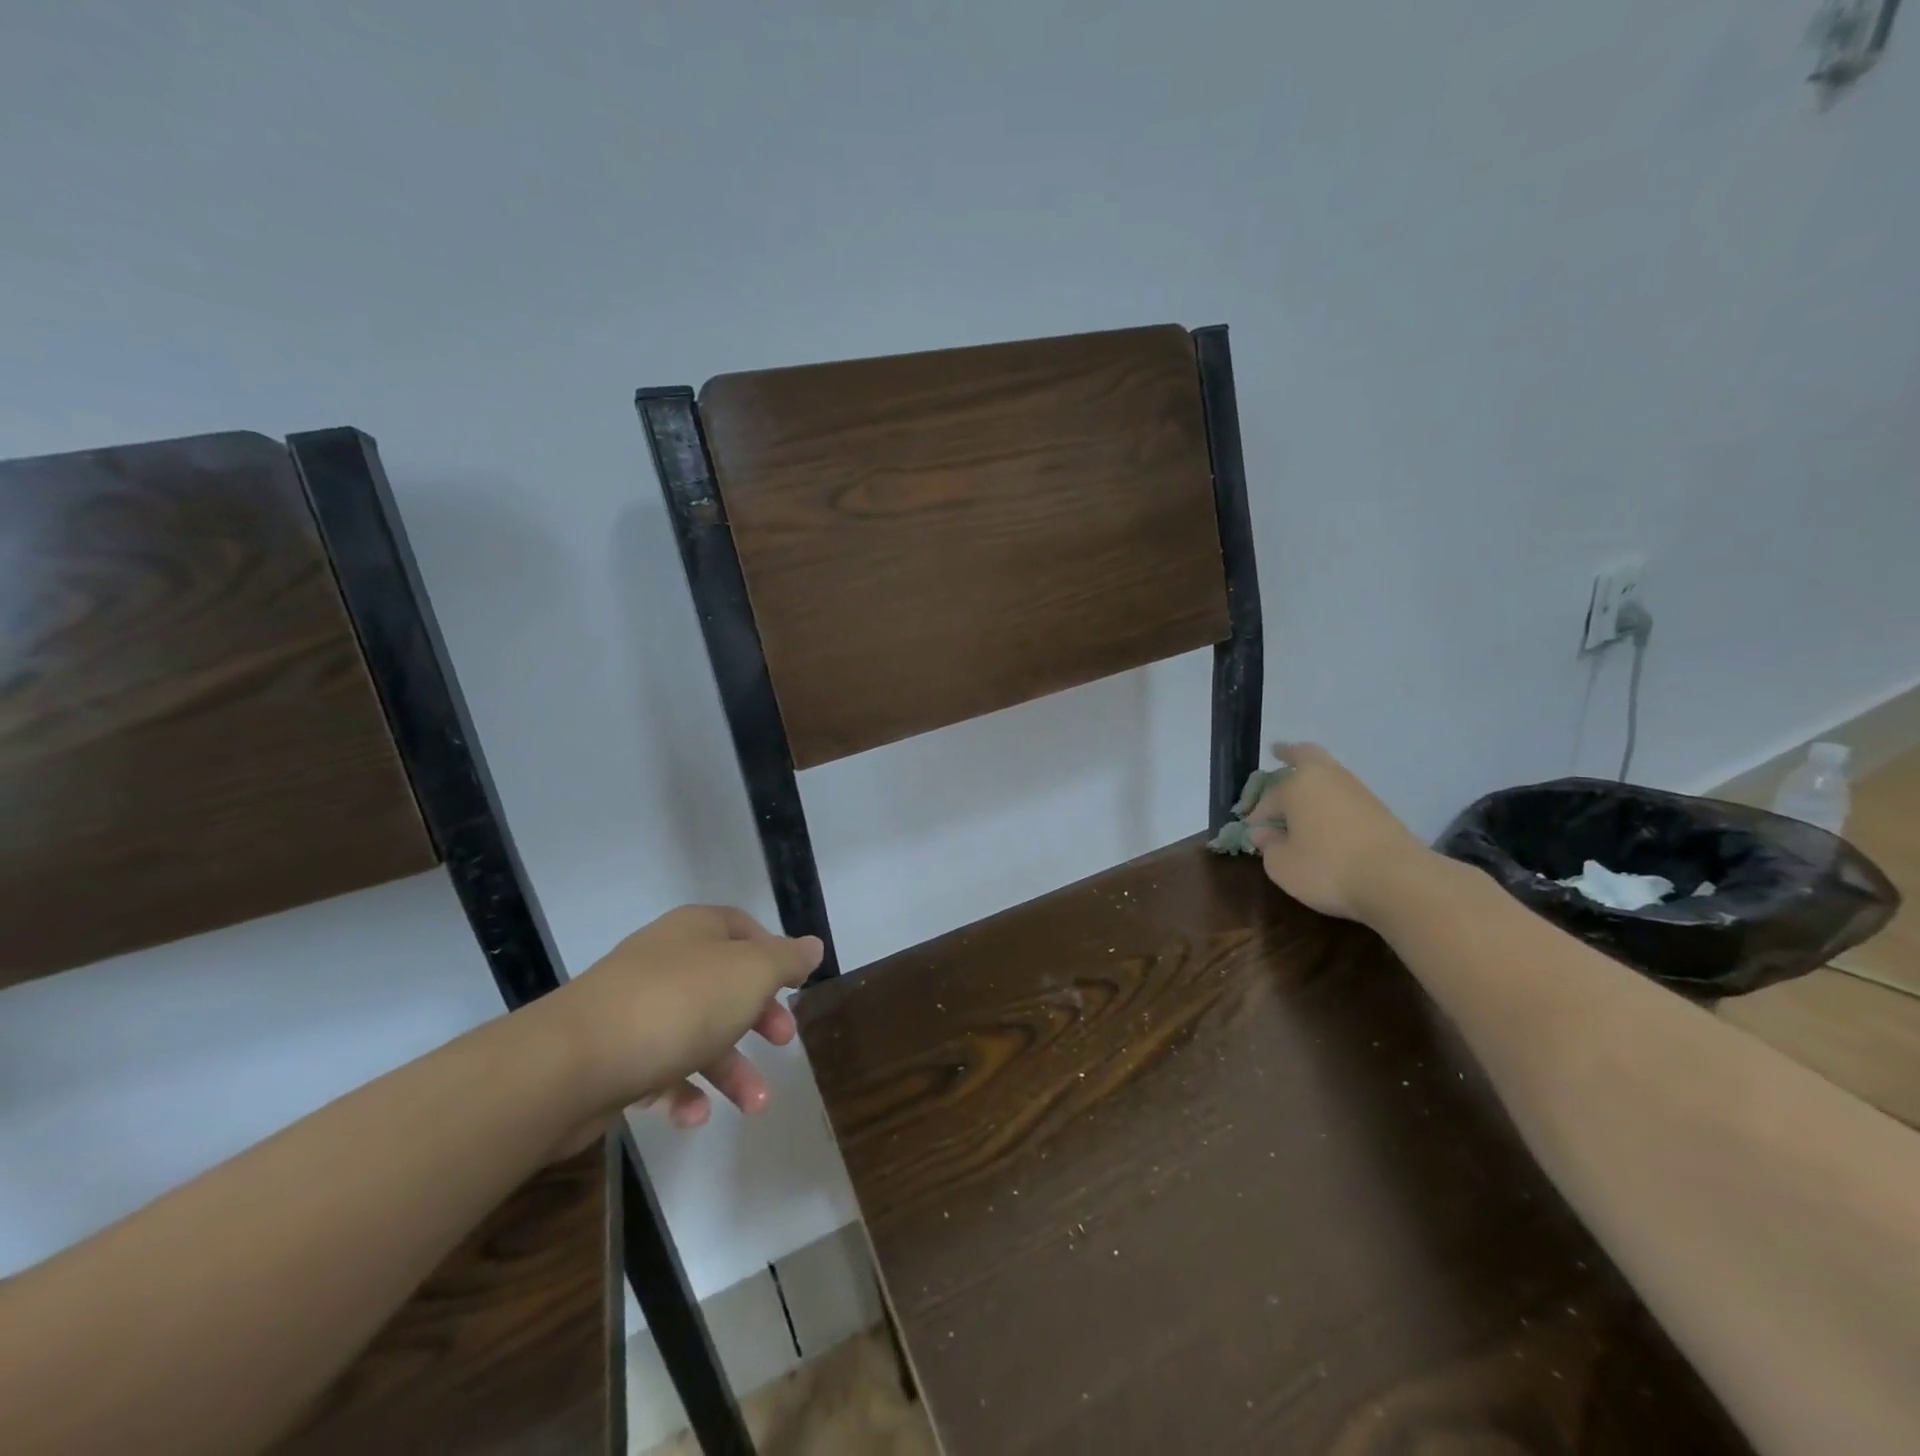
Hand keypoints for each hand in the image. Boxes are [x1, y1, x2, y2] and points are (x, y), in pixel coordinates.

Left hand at [546, 905, 822, 1130]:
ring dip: (730, 1069)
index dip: (772, 953)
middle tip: (782, 1041)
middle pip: (724, 983)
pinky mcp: (612, 1055)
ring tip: (755, 1105)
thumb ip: (785, 960)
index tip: (793, 986)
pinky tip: (695, 1117)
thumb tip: (811, 946)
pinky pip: (659, 1068)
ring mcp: (634, 1008)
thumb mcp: (750, 974)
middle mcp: (665, 961)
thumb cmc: (678, 1004)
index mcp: (695, 931)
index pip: (742, 927)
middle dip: (758, 1016)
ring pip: (696, 1032)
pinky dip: (682, 1092)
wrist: (571, 1062)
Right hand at [1247, 742, 1433, 923]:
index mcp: (1297, 786)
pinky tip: (1327, 814)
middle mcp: (1327, 778)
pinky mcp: (1380, 809)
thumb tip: (1263, 833)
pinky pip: (1345, 794)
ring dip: (1313, 779)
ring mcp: (1357, 791)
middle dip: (1290, 753)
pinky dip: (1332, 798)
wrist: (1398, 880)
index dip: (1257, 815)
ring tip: (1302, 792)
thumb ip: (1268, 846)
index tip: (1252, 832)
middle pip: (1306, 755)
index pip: (1268, 798)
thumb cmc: (1328, 868)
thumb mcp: (1282, 865)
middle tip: (1279, 751)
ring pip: (1329, 774)